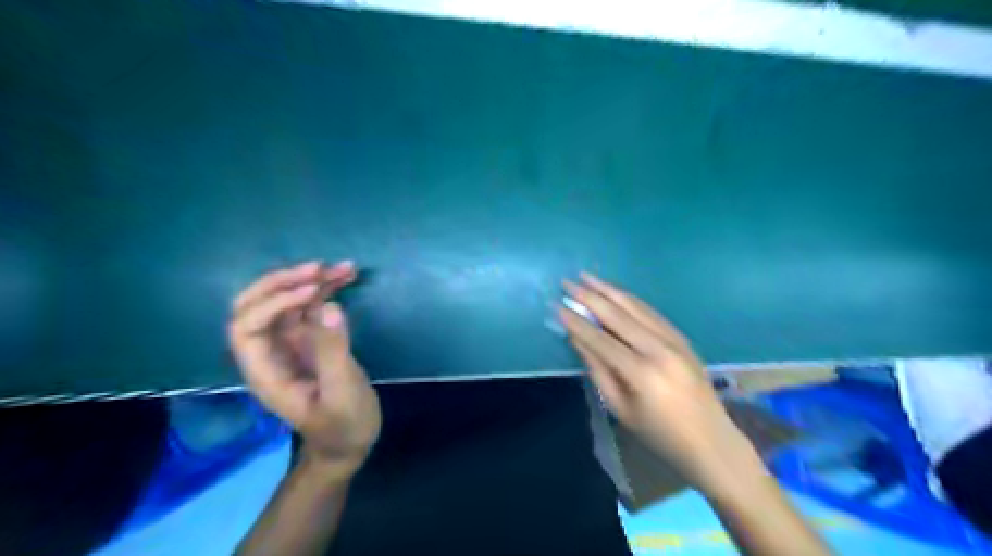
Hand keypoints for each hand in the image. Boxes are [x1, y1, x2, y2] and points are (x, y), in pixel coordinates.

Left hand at [230, 260, 380, 472]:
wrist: (350, 443)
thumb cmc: (343, 426)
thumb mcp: (342, 392)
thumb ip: (333, 351)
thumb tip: (329, 306)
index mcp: (266, 372)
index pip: (247, 327)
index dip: (273, 303)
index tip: (312, 292)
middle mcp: (271, 352)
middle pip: (255, 307)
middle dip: (283, 282)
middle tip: (319, 268)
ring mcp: (291, 344)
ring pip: (288, 302)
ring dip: (312, 280)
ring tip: (345, 268)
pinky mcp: (312, 340)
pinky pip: (312, 307)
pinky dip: (327, 289)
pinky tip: (347, 277)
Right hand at [556, 275, 751, 487]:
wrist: (711, 441)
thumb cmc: (659, 434)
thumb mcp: (620, 408)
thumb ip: (597, 370)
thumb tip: (577, 338)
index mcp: (641, 373)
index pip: (600, 339)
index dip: (577, 322)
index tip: (558, 306)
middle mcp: (659, 349)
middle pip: (618, 315)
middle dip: (590, 296)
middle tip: (568, 283)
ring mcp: (674, 340)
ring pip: (636, 307)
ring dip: (609, 290)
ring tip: (588, 277)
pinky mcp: (682, 338)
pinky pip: (652, 312)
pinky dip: (630, 300)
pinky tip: (615, 292)